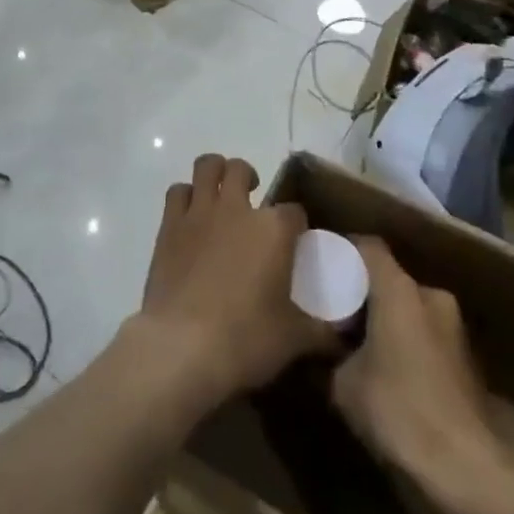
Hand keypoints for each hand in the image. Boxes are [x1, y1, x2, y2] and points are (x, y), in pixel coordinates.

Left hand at [133, 154, 333, 411]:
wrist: (183, 347)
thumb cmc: (246, 340)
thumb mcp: (294, 340)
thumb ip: (322, 331)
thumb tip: (343, 334)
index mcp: (274, 229)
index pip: (294, 211)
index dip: (296, 223)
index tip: (295, 240)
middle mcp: (237, 209)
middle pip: (241, 170)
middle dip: (249, 178)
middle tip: (252, 202)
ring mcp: (200, 212)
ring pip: (207, 167)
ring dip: (215, 173)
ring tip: (220, 193)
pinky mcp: (170, 224)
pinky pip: (177, 192)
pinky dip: (185, 196)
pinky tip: (191, 215)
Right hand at [332, 238, 507, 482]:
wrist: (466, 468)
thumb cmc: (398, 408)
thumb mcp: (342, 383)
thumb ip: (330, 353)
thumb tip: (324, 348)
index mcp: (399, 289)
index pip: (368, 246)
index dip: (343, 251)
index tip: (322, 266)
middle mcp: (431, 296)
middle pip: (391, 279)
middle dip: (364, 293)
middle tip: (337, 312)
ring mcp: (455, 328)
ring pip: (411, 309)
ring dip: (388, 321)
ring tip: (361, 345)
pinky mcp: (468, 361)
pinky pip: (427, 335)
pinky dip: (408, 343)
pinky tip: (390, 372)